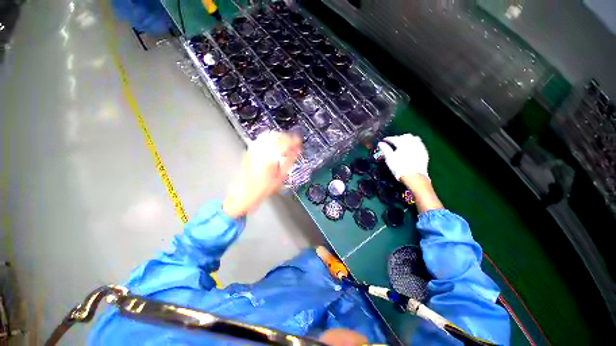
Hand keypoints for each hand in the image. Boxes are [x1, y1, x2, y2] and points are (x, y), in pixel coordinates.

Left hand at [223, 132, 301, 217]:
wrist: (244, 193)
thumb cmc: (262, 189)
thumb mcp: (280, 177)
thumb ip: (289, 162)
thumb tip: (295, 152)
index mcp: (270, 157)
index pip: (285, 143)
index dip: (294, 140)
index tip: (298, 142)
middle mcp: (261, 150)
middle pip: (277, 136)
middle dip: (287, 137)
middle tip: (294, 143)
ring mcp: (254, 149)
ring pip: (269, 135)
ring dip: (279, 137)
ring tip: (286, 143)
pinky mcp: (250, 151)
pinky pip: (262, 140)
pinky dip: (271, 139)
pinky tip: (275, 145)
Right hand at [377, 134, 429, 180]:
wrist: (414, 176)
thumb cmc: (399, 167)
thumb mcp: (389, 158)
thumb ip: (385, 149)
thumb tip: (380, 143)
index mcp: (402, 143)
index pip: (394, 138)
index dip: (388, 139)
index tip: (384, 141)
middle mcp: (412, 142)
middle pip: (405, 136)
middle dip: (398, 138)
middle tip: (393, 142)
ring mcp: (419, 147)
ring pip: (414, 138)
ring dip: (407, 139)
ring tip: (403, 144)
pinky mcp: (424, 152)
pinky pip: (419, 144)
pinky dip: (414, 144)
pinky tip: (411, 148)